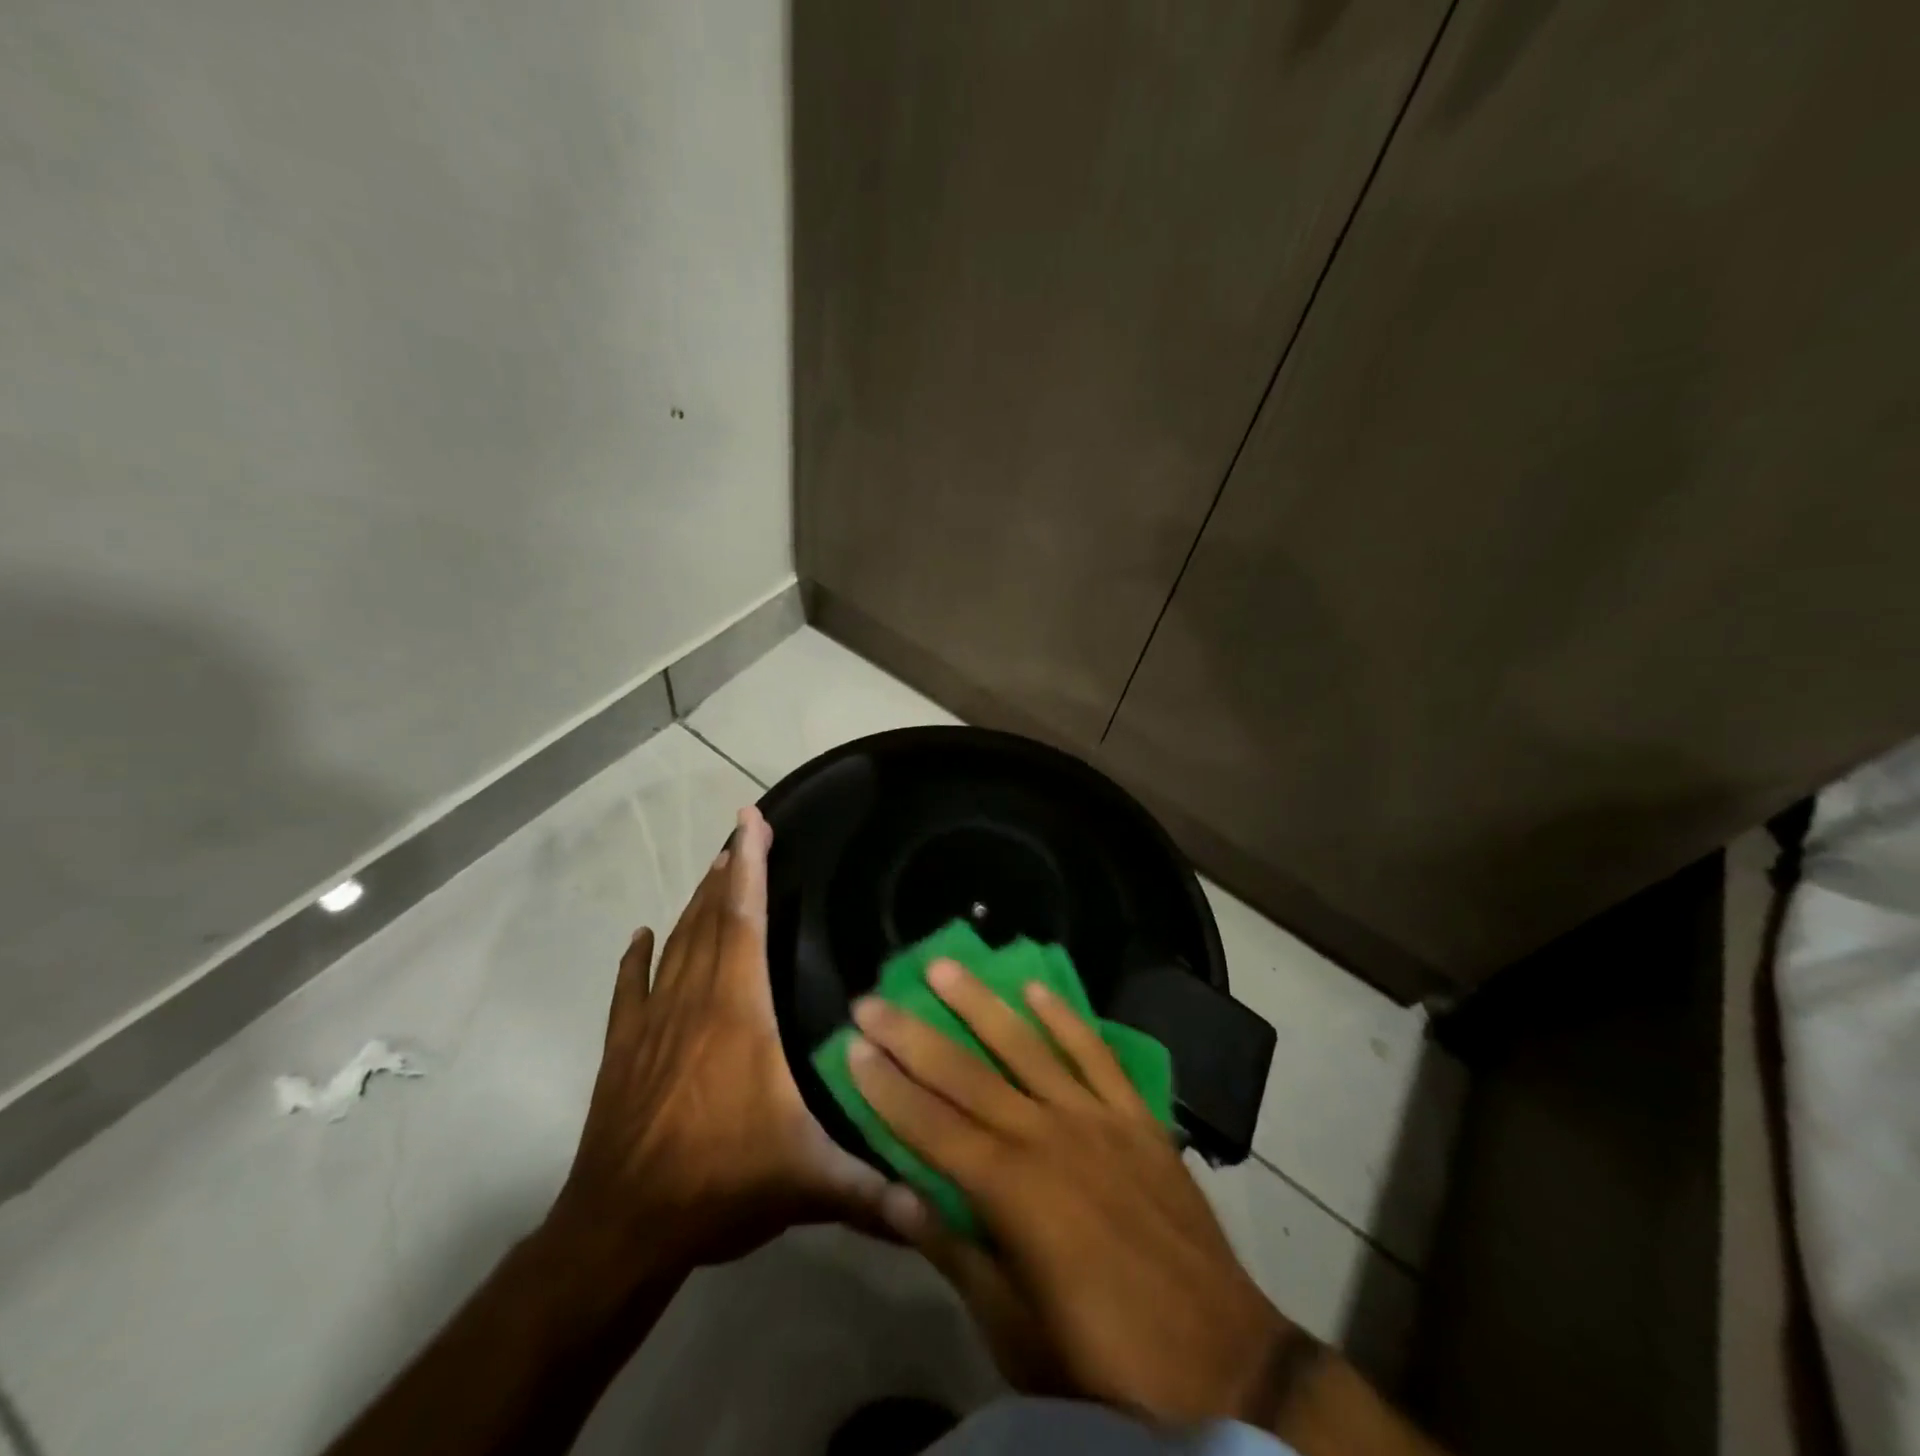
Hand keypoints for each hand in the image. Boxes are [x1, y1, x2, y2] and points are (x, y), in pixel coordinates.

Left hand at [547, 806, 902, 1279]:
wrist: (620, 1231)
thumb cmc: (719, 1186)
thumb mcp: (808, 1184)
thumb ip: (875, 1190)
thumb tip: (940, 1205)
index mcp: (739, 1013)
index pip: (746, 920)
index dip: (751, 865)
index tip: (753, 819)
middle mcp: (695, 1001)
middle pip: (712, 919)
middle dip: (729, 872)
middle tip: (742, 833)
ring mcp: (653, 1023)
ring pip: (676, 944)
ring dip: (697, 904)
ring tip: (713, 869)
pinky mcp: (623, 1049)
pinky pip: (629, 989)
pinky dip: (636, 958)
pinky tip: (641, 936)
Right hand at [849, 959, 1303, 1425]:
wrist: (1223, 1362)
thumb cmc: (1104, 1359)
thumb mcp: (1015, 1330)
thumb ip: (954, 1252)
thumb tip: (893, 1192)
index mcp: (1011, 1193)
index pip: (930, 1126)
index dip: (886, 1086)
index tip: (851, 1046)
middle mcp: (1047, 1137)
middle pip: (966, 1074)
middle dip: (912, 1035)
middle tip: (872, 997)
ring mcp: (1097, 1119)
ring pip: (1026, 1047)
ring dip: (980, 1004)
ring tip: (943, 967)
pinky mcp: (1137, 1118)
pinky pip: (1096, 1054)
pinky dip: (1065, 1018)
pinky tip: (1036, 988)